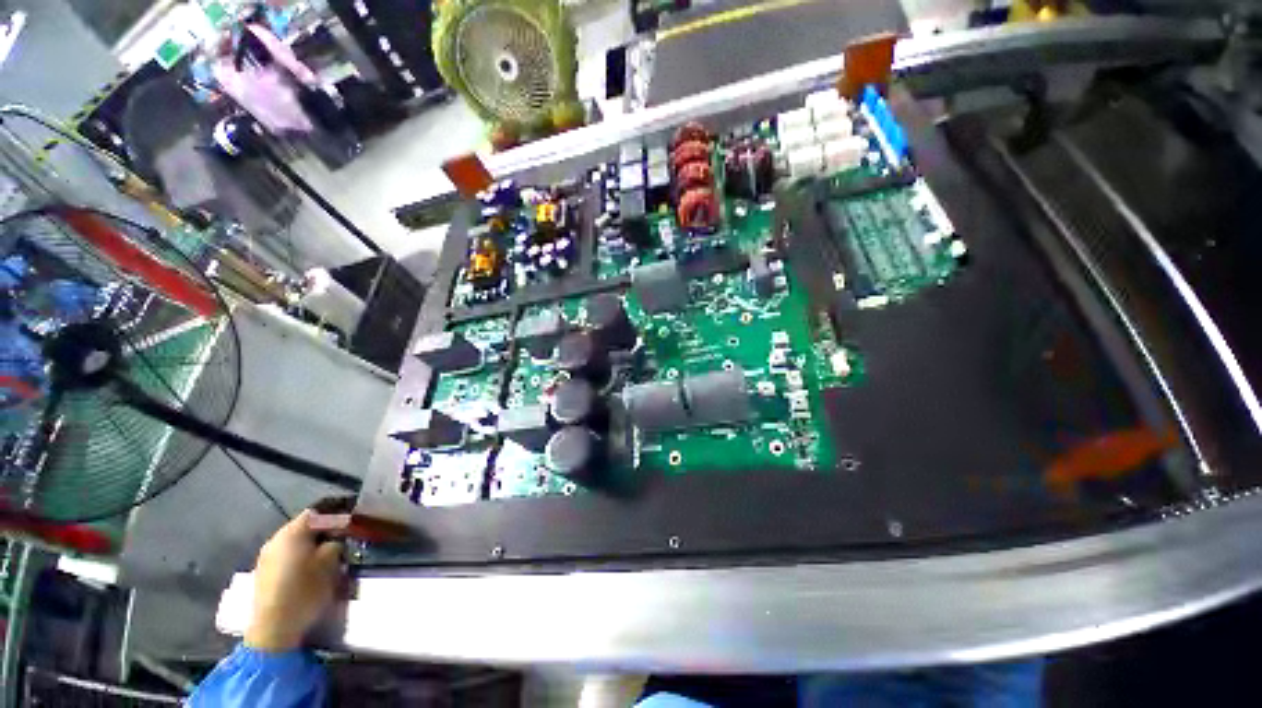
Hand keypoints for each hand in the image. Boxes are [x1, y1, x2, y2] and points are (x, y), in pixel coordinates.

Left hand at [244, 510, 344, 651]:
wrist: (275, 628)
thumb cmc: (305, 590)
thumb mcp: (331, 564)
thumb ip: (335, 544)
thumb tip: (336, 539)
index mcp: (291, 533)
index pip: (316, 513)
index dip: (335, 515)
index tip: (350, 523)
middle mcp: (275, 540)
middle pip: (303, 527)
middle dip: (323, 532)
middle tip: (342, 540)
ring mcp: (266, 558)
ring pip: (294, 543)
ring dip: (311, 546)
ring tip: (329, 557)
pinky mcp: (264, 574)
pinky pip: (286, 556)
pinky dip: (301, 558)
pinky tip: (311, 570)